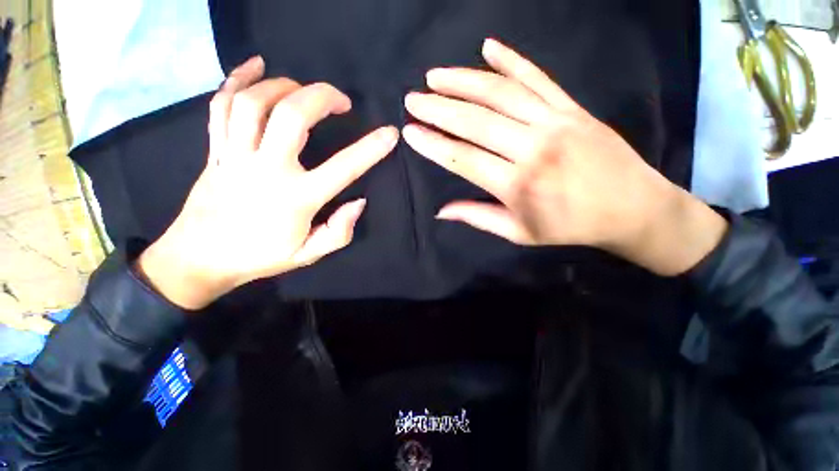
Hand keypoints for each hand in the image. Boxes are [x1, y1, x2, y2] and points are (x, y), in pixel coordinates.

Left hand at [137, 56, 398, 308]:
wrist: (200, 258)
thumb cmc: (261, 256)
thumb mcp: (309, 254)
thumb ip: (339, 232)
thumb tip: (359, 202)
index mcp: (297, 199)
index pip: (344, 168)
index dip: (371, 148)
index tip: (389, 133)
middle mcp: (267, 170)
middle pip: (292, 116)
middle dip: (322, 96)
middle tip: (341, 101)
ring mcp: (235, 155)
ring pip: (255, 102)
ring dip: (285, 86)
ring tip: (304, 89)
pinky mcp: (215, 150)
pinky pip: (221, 105)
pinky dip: (237, 79)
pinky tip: (256, 66)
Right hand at [403, 39, 726, 275]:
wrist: (633, 208)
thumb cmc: (570, 226)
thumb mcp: (519, 233)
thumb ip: (478, 218)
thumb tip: (441, 211)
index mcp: (517, 185)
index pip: (463, 159)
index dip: (433, 145)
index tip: (410, 132)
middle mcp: (532, 148)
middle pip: (476, 121)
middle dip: (438, 109)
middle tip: (412, 100)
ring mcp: (555, 122)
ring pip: (501, 93)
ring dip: (464, 81)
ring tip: (435, 76)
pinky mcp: (573, 108)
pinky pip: (538, 77)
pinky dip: (512, 60)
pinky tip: (489, 48)